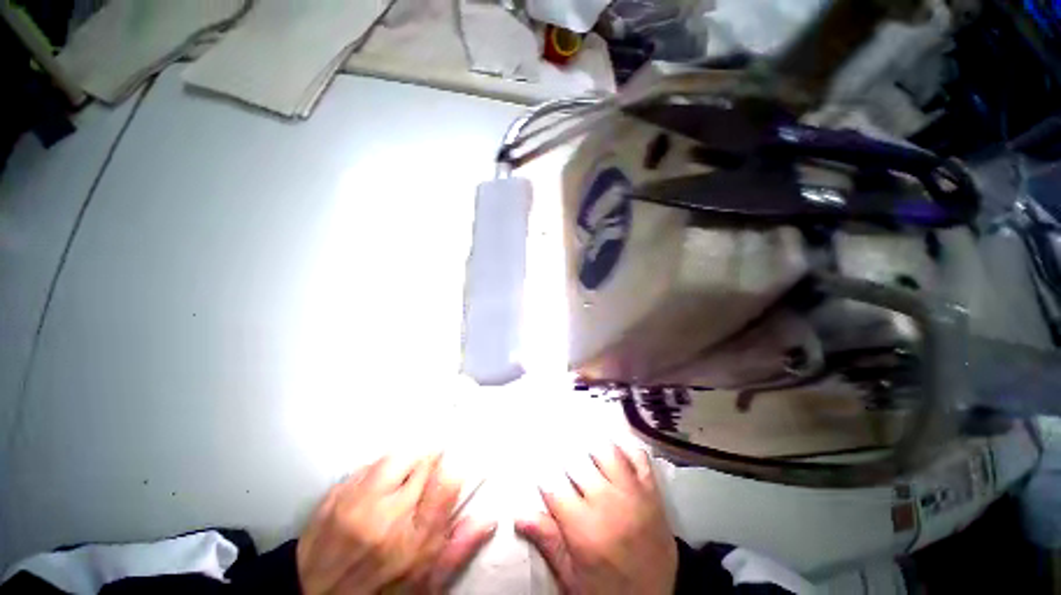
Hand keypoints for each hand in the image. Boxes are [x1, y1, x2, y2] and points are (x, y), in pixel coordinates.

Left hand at [297, 454, 495, 594]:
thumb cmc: (379, 590)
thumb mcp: (425, 582)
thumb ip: (458, 548)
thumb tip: (487, 519)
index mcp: (413, 541)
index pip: (445, 481)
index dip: (454, 464)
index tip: (455, 463)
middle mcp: (385, 516)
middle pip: (422, 459)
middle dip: (430, 461)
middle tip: (426, 475)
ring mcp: (355, 502)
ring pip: (396, 455)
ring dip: (407, 460)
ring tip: (403, 478)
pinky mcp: (335, 495)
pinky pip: (370, 464)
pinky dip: (381, 468)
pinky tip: (378, 486)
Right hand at [515, 446, 676, 594]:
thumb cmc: (608, 589)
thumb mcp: (573, 577)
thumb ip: (549, 542)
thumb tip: (519, 515)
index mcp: (584, 528)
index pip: (553, 487)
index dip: (542, 475)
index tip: (539, 468)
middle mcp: (607, 503)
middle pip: (577, 463)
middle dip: (564, 456)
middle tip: (559, 451)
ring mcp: (632, 494)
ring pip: (607, 453)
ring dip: (592, 446)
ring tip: (583, 443)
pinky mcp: (652, 492)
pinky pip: (638, 457)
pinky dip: (625, 447)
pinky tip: (614, 445)